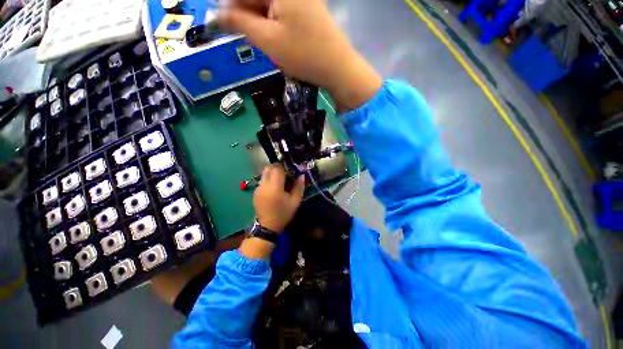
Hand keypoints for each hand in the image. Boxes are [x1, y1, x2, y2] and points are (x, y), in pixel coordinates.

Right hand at [219, 0, 381, 109]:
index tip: (224, 23)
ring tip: (264, 41)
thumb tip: (217, 14)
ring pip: (269, 5)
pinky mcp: (307, 8)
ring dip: (259, 20)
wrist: (337, 68)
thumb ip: (239, 21)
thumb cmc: (303, 55)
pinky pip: (281, 11)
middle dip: (246, 13)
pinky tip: (274, 38)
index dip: (231, 7)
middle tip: (243, 35)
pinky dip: (272, 23)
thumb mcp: (268, 39)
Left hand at [253, 165, 304, 232]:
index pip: (277, 169)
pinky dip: (268, 181)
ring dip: (272, 174)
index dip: (285, 167)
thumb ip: (299, 187)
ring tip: (279, 183)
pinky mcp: (255, 192)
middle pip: (269, 168)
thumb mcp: (295, 202)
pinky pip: (262, 181)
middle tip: (285, 176)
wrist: (268, 227)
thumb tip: (302, 176)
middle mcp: (264, 185)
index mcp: (275, 187)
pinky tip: (273, 190)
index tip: (290, 171)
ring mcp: (258, 188)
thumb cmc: (283, 214)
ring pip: (264, 174)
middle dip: (277, 169)